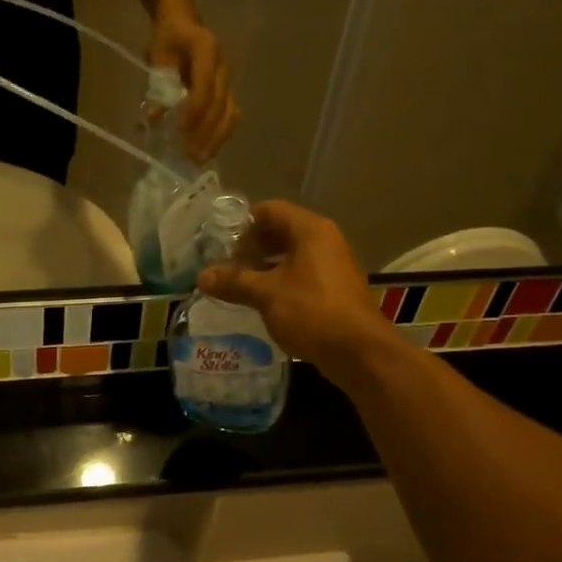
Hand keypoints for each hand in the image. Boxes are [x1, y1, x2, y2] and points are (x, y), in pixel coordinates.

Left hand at [149, 12, 236, 160]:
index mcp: (206, 49)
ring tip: (199, 159)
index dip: (194, 110)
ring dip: (216, 139)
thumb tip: (152, 118)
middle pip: (220, 104)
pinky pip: (229, 116)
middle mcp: (223, 66)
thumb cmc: (168, 39)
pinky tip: (207, 151)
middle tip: (189, 155)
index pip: (206, 85)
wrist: (184, 24)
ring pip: (230, 114)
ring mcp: (228, 81)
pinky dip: (219, 135)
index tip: (180, 131)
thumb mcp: (157, 56)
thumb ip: (157, 85)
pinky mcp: (227, 93)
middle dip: (205, 132)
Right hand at [196, 201, 387, 373]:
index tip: (222, 244)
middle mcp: (325, 240)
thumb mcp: (266, 294)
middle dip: (252, 246)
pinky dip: (281, 280)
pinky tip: (263, 300)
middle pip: (281, 230)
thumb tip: (202, 277)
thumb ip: (234, 281)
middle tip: (227, 265)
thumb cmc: (311, 311)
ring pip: (292, 254)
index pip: (271, 210)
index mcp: (310, 230)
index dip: (243, 224)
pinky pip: (302, 273)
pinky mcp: (335, 288)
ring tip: (240, 284)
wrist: (359, 351)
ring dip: (265, 266)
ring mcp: (333, 264)